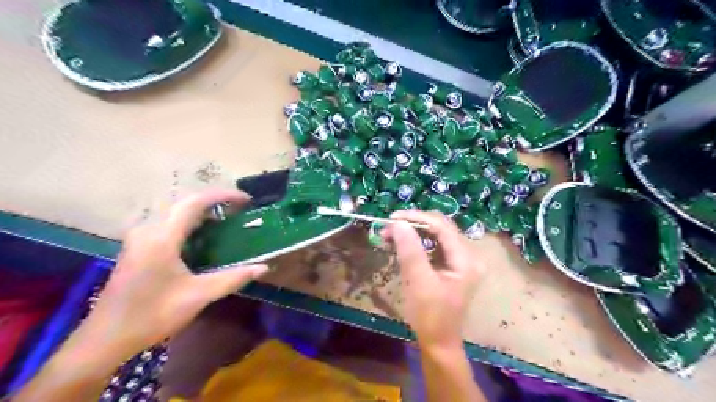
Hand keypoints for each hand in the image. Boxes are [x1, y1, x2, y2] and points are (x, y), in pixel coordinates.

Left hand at [87, 189, 268, 358]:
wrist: (105, 339)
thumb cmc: (152, 315)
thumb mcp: (198, 296)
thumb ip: (233, 278)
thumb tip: (264, 268)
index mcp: (162, 237)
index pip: (195, 202)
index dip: (223, 196)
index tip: (246, 200)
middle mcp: (148, 229)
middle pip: (185, 202)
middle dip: (214, 200)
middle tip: (239, 209)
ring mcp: (139, 236)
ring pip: (175, 210)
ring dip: (202, 209)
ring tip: (226, 217)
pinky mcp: (137, 245)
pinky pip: (168, 221)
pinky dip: (189, 220)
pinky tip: (203, 233)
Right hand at [380, 213, 486, 349]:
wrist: (438, 342)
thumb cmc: (430, 315)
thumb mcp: (418, 282)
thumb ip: (410, 250)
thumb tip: (398, 222)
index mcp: (466, 259)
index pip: (442, 226)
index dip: (417, 218)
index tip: (392, 218)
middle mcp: (468, 255)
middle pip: (441, 228)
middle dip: (414, 224)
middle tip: (389, 227)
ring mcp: (461, 261)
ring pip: (436, 235)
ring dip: (414, 232)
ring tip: (391, 234)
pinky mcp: (452, 266)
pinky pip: (435, 246)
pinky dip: (418, 243)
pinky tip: (402, 244)